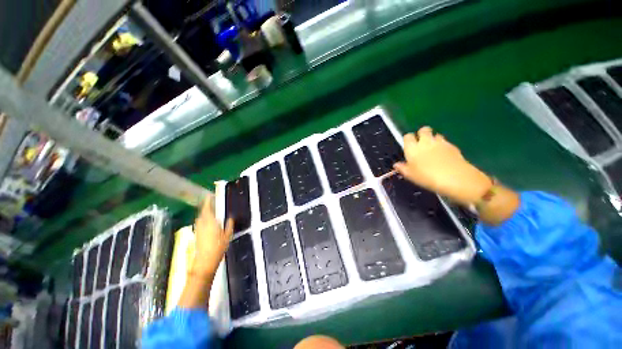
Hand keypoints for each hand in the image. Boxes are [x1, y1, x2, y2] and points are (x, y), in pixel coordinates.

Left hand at [192, 195, 233, 274]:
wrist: (204, 261)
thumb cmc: (218, 247)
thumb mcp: (228, 235)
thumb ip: (229, 225)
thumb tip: (230, 218)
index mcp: (210, 221)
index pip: (207, 208)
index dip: (207, 200)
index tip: (209, 195)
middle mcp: (202, 223)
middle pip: (202, 211)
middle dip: (206, 206)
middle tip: (212, 202)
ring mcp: (198, 229)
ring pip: (200, 217)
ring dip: (204, 212)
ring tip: (211, 211)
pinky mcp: (196, 234)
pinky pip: (199, 222)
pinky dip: (203, 219)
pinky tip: (208, 222)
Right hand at [394, 126, 492, 205]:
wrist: (455, 178)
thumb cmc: (427, 177)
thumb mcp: (410, 175)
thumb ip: (402, 168)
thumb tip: (396, 165)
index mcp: (412, 148)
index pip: (407, 136)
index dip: (408, 140)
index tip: (408, 146)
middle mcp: (425, 142)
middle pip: (423, 129)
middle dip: (422, 133)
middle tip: (421, 144)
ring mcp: (440, 142)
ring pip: (436, 134)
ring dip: (433, 139)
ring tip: (433, 149)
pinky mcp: (452, 146)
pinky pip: (445, 142)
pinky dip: (443, 145)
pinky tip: (443, 155)